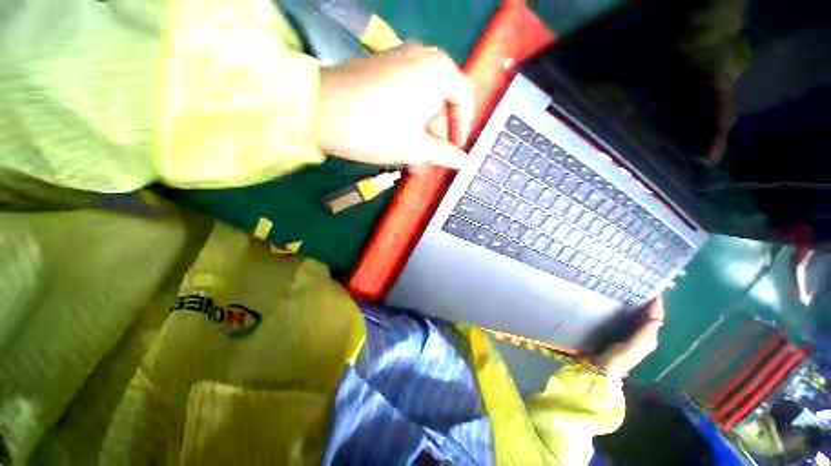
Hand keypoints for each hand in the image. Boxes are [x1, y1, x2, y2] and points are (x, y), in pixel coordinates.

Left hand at [318, 42, 472, 168]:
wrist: (317, 110)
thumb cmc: (375, 128)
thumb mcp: (415, 147)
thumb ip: (444, 154)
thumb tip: (463, 161)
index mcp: (438, 71)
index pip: (464, 98)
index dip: (463, 128)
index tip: (456, 151)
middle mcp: (422, 58)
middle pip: (440, 104)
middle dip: (435, 139)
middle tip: (429, 166)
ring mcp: (399, 62)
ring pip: (421, 105)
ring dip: (420, 137)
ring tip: (413, 165)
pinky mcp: (380, 72)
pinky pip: (404, 99)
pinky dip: (406, 124)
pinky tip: (400, 147)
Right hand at [589, 296, 665, 379]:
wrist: (600, 370)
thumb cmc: (616, 360)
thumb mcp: (630, 349)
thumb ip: (643, 336)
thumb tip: (656, 319)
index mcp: (649, 339)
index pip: (656, 318)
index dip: (657, 305)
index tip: (654, 289)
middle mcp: (644, 336)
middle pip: (650, 316)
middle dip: (649, 302)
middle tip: (642, 285)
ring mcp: (632, 335)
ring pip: (640, 316)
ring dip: (640, 304)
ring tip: (632, 289)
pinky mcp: (621, 333)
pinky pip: (629, 318)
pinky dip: (629, 309)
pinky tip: (620, 302)